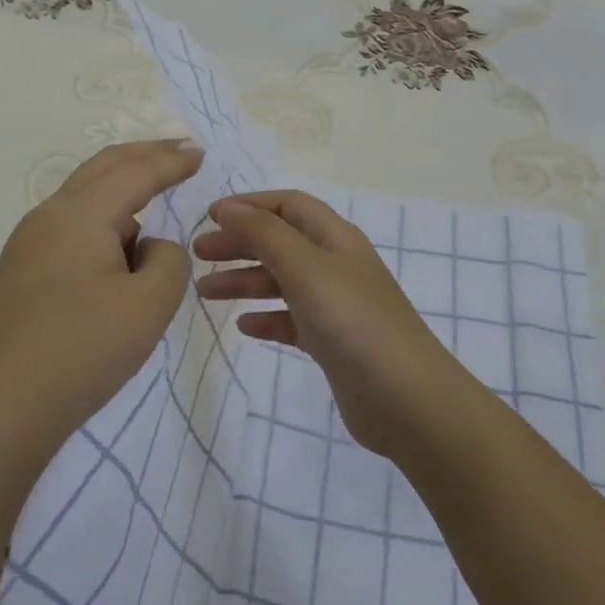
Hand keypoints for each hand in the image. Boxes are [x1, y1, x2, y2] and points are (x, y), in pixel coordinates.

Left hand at [0, 140, 202, 464]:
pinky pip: (71, 227)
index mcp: (79, 214)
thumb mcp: (150, 305)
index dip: (171, 160)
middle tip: (181, 151)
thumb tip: (150, 246)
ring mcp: (28, 244)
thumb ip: (170, 260)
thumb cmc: (80, 352)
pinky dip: (104, 222)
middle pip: (103, 167)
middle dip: (145, 155)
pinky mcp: (21, 272)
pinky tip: (118, 251)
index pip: (135, 171)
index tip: (200, 153)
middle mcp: (48, 216)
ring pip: (84, 198)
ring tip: (155, 207)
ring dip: (123, 192)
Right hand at [193, 190, 463, 458]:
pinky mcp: (332, 342)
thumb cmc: (353, 322)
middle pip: (281, 241)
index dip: (250, 205)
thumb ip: (265, 234)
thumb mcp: (305, 268)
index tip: (209, 217)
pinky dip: (266, 318)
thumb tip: (229, 207)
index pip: (288, 205)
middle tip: (198, 255)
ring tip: (204, 292)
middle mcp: (336, 264)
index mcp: (335, 238)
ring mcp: (336, 304)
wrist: (406, 400)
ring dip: (244, 281)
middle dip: (240, 242)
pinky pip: (291, 319)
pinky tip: (244, 326)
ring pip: (281, 281)